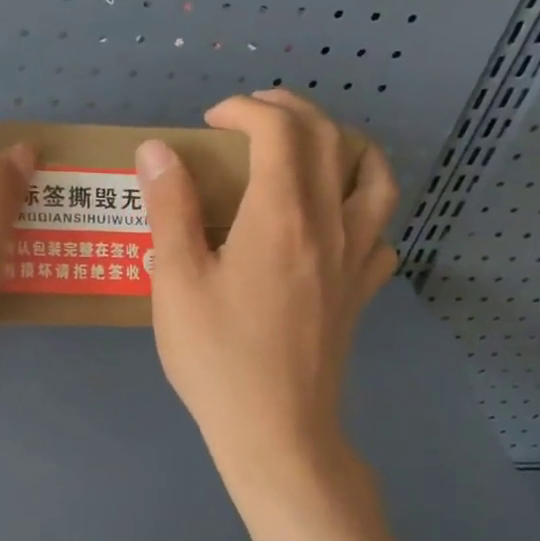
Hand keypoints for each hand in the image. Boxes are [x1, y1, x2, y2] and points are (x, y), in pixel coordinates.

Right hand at [136, 89, 398, 485]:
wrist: (276, 431)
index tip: (210, 122)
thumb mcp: (176, 281)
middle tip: (250, 117)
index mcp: (281, 215)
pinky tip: (335, 220)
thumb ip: (169, 208)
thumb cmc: (217, 357)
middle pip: (331, 138)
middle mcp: (330, 223)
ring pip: (375, 176)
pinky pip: (381, 230)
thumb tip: (158, 149)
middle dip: (290, 110)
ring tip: (311, 148)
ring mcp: (356, 258)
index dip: (245, 110)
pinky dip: (364, 206)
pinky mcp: (362, 291)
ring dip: (345, 144)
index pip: (279, 130)